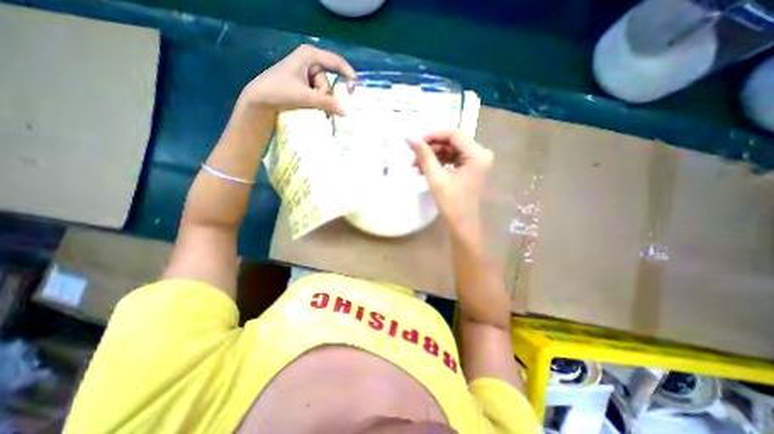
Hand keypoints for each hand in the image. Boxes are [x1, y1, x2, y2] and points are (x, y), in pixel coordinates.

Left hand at [240, 43, 355, 114]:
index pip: (335, 61)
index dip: (347, 73)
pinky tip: (315, 109)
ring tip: (314, 109)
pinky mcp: (304, 85)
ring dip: (322, 102)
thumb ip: (327, 103)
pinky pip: (319, 94)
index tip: (356, 87)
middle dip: (326, 96)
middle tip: (321, 107)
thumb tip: (347, 111)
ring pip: (324, 91)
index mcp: (309, 56)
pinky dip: (319, 103)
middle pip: (329, 81)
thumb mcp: (306, 97)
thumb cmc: (280, 91)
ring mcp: (307, 74)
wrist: (260, 100)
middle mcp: (310, 62)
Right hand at [408, 129, 491, 235]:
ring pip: (450, 150)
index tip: (416, 142)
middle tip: (413, 158)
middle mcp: (480, 154)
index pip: (454, 134)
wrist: (461, 223)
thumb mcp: (436, 177)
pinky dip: (439, 163)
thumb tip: (409, 138)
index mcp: (477, 155)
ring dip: (433, 157)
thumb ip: (424, 155)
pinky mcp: (470, 168)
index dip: (433, 135)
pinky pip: (453, 159)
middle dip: (431, 149)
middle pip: (452, 142)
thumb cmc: (451, 203)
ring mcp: (476, 161)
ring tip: (416, 167)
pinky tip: (424, 170)